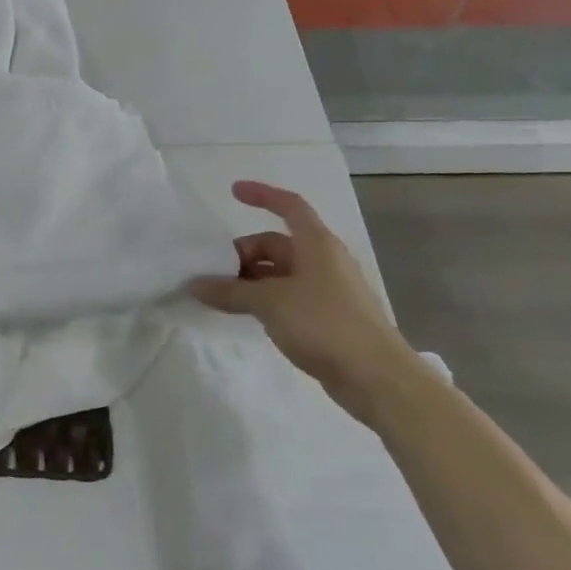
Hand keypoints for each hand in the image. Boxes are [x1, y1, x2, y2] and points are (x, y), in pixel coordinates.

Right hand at [188, 181, 421, 425]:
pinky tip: (246, 315)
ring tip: (221, 296)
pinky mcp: (327, 318)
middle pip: (277, 244)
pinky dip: (264, 300)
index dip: (262, 195)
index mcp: (316, 244)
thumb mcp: (270, 303)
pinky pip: (288, 297)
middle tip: (213, 272)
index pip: (289, 205)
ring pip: (280, 274)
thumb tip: (194, 284)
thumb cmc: (325, 324)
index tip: (233, 192)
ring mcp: (327, 290)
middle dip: (244, 253)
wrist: (376, 377)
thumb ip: (230, 292)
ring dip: (250, 280)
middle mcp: (323, 260)